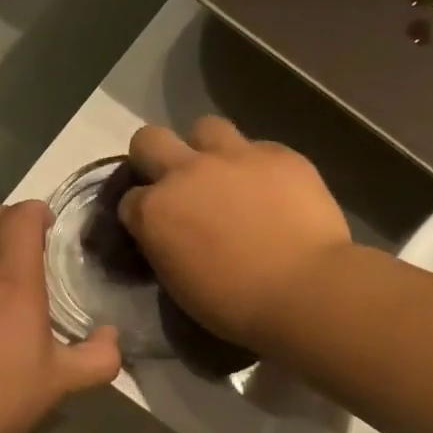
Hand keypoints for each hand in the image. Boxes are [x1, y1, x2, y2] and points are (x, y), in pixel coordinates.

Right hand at [120, 117, 352, 349]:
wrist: (304, 290)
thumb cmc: (234, 304)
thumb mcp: (179, 284)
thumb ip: (165, 247)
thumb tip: (170, 236)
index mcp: (154, 212)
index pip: (128, 200)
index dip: (140, 213)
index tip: (153, 228)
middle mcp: (185, 173)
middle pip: (148, 140)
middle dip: (153, 157)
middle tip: (174, 182)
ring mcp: (233, 156)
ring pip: (204, 128)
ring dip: (206, 149)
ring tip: (224, 175)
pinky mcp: (278, 154)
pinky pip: (257, 147)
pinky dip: (256, 166)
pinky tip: (270, 189)